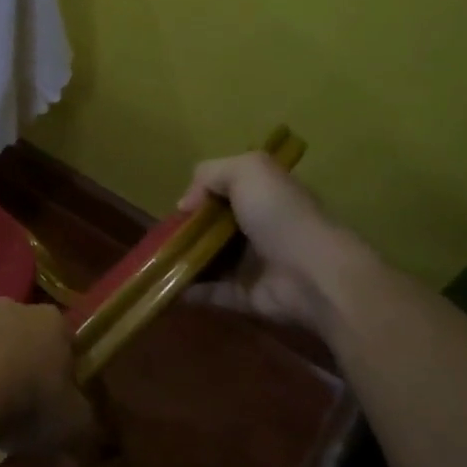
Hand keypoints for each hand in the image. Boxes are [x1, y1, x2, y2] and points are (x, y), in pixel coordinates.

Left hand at [0, 299, 90, 454]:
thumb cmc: (27, 403)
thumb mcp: (76, 425)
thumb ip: (85, 425)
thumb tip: (83, 433)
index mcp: (50, 321)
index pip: (65, 338)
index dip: (66, 369)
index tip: (61, 400)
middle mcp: (8, 308)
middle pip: (22, 334)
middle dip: (23, 362)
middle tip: (22, 406)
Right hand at [177, 151, 354, 332]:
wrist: (312, 273)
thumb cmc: (280, 215)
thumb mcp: (248, 171)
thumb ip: (210, 173)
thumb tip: (185, 204)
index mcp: (265, 196)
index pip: (228, 191)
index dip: (202, 195)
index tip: (182, 206)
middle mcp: (260, 228)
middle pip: (214, 226)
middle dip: (187, 230)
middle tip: (161, 235)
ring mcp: (253, 264)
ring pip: (209, 259)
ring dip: (182, 260)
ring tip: (154, 261)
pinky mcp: (246, 296)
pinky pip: (210, 292)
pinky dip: (188, 290)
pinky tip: (166, 286)